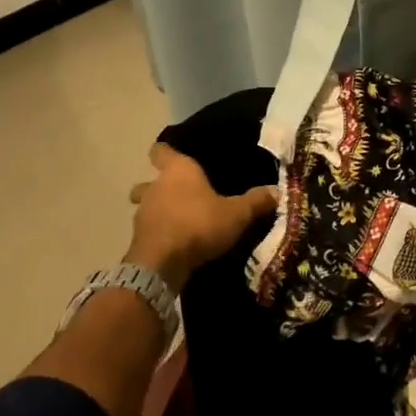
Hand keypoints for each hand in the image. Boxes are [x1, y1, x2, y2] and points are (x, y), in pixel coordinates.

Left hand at [127, 143, 279, 288]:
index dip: (166, 151)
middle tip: (180, 194)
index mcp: (177, 170)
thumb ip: (255, 201)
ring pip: (146, 206)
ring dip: (158, 211)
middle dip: (160, 186)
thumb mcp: (236, 214)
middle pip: (150, 180)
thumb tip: (278, 191)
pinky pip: (148, 230)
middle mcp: (155, 186)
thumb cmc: (199, 224)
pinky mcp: (137, 239)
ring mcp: (142, 213)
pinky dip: (158, 233)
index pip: (162, 150)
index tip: (175, 155)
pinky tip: (173, 243)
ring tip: (178, 220)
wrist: (161, 264)